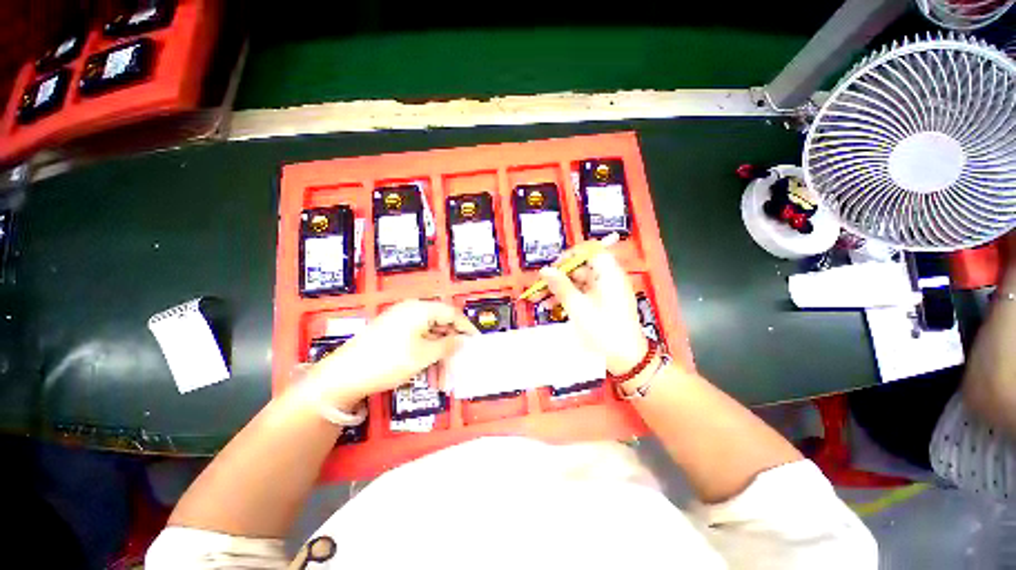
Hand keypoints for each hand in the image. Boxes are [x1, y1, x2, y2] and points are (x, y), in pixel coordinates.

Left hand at [304, 300, 477, 408]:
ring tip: (441, 382)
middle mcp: (411, 311)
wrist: (343, 376)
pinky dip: (425, 357)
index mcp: (420, 309)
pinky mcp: (392, 333)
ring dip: (437, 358)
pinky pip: (416, 342)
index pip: (451, 313)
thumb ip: (448, 345)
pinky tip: (427, 376)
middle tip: (457, 367)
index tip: (476, 342)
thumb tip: (463, 340)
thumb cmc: (389, 361)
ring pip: (429, 338)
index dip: (466, 328)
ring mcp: (400, 322)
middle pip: (440, 327)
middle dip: (450, 349)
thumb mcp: (424, 355)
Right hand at [534, 247, 647, 374]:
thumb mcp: (578, 307)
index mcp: (609, 274)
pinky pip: (581, 294)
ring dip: (559, 289)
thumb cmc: (604, 330)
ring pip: (578, 283)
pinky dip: (567, 298)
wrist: (626, 359)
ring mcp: (604, 292)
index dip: (571, 255)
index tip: (554, 266)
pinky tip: (551, 307)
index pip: (591, 250)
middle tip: (540, 285)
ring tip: (539, 298)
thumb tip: (545, 270)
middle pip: (581, 268)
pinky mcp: (601, 304)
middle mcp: (608, 279)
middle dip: (559, 276)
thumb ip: (561, 286)